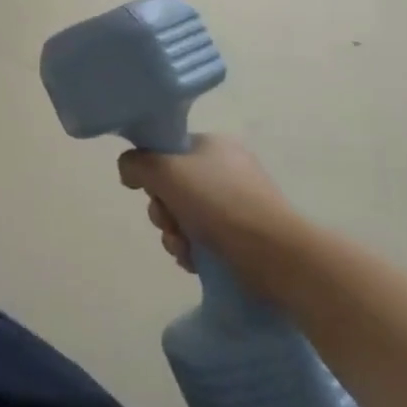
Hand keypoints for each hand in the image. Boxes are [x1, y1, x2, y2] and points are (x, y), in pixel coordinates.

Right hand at [117, 134, 302, 291]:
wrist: (277, 256)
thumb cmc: (219, 204)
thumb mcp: (165, 171)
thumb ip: (136, 163)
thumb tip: (129, 171)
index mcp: (212, 145)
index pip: (167, 150)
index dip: (151, 171)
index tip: (150, 190)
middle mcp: (226, 169)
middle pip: (172, 186)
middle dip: (162, 210)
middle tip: (169, 223)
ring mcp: (238, 203)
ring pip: (184, 216)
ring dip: (174, 234)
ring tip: (184, 249)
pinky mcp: (245, 236)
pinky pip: (204, 238)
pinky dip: (194, 250)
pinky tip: (195, 261)